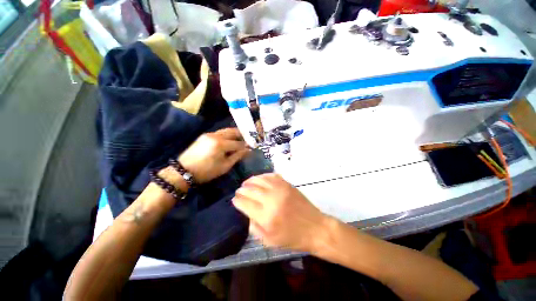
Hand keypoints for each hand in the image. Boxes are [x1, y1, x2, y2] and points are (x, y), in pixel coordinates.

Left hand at [179, 128, 249, 183]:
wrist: (184, 170)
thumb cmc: (207, 171)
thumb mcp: (225, 166)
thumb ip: (237, 156)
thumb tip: (248, 150)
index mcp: (221, 144)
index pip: (238, 143)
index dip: (246, 145)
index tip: (252, 147)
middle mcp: (216, 135)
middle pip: (232, 132)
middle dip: (241, 135)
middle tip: (247, 140)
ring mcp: (209, 134)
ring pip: (226, 131)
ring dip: (234, 134)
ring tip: (239, 140)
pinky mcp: (204, 135)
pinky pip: (219, 133)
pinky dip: (226, 135)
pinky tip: (229, 140)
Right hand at [232, 173, 326, 251]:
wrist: (315, 228)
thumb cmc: (292, 238)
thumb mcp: (269, 241)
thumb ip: (254, 227)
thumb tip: (247, 213)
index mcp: (266, 217)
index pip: (245, 203)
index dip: (237, 200)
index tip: (234, 200)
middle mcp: (272, 200)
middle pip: (250, 190)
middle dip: (242, 190)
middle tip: (239, 191)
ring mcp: (280, 189)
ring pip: (260, 180)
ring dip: (250, 181)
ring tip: (246, 183)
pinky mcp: (287, 184)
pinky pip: (271, 176)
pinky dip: (263, 176)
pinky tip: (259, 179)